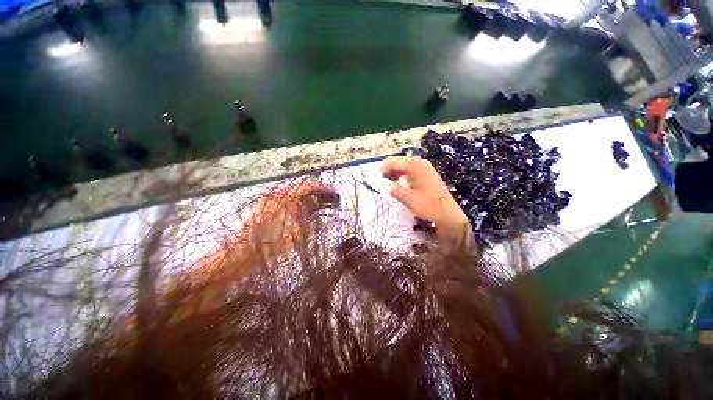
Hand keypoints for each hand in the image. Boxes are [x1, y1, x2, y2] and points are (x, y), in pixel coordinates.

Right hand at [380, 157, 467, 232]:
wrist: (447, 214)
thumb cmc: (428, 205)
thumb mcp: (408, 198)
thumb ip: (394, 189)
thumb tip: (383, 185)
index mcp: (417, 166)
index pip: (396, 162)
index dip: (385, 168)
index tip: (377, 175)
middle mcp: (422, 164)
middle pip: (401, 162)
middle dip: (390, 169)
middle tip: (381, 179)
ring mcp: (426, 170)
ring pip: (406, 167)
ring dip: (396, 172)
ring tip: (389, 181)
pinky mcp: (428, 176)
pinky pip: (412, 172)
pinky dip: (403, 175)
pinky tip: (399, 182)